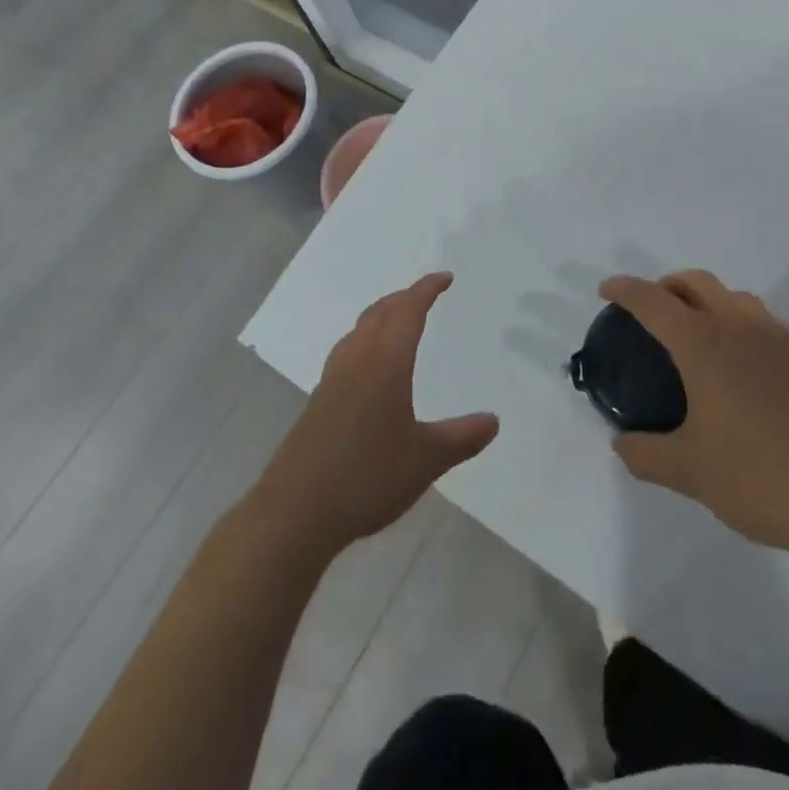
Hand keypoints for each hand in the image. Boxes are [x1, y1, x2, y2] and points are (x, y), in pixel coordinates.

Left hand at [252, 272, 498, 555]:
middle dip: (403, 298)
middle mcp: (356, 361)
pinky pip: (347, 352)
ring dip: (381, 316)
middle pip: (379, 313)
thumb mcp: (426, 460)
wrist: (295, 512)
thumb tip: (493, 420)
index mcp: (385, 363)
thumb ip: (462, 437)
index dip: (427, 290)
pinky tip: (369, 369)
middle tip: (425, 295)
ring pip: (358, 330)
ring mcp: (332, 380)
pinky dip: (366, 341)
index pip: (408, 310)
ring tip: (397, 323)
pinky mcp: (317, 402)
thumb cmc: (367, 477)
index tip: (445, 278)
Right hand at [603, 270, 788, 560]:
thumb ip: (646, 454)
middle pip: (697, 283)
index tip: (606, 289)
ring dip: (712, 303)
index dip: (625, 289)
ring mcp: (785, 339)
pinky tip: (757, 371)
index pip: (653, 301)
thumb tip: (621, 444)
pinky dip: (751, 332)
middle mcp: (742, 327)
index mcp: (704, 345)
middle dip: (668, 284)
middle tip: (654, 307)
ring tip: (704, 338)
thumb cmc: (761, 477)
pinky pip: (774, 329)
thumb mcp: (690, 473)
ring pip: (739, 300)